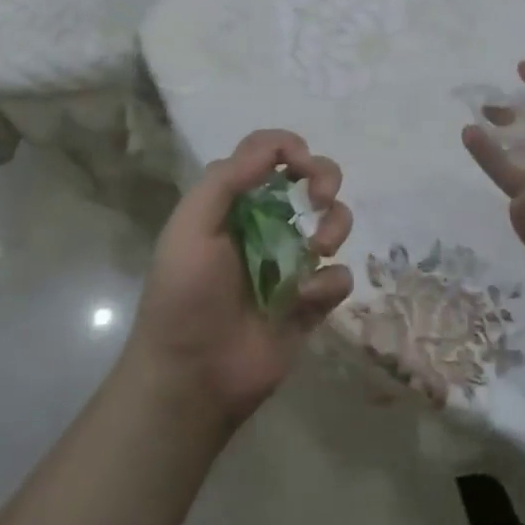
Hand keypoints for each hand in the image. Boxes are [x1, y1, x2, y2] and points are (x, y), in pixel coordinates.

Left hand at [125, 130, 353, 429]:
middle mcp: (266, 225)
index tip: (301, 165)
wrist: (192, 378)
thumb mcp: (191, 227)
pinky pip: (339, 276)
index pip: (269, 154)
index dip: (291, 148)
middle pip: (310, 179)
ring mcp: (291, 263)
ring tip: (320, 249)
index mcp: (234, 203)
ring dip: (335, 226)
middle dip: (325, 177)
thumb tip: (277, 146)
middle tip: (321, 198)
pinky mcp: (311, 301)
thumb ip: (228, 179)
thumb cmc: (185, 296)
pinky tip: (305, 300)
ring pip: (334, 222)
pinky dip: (329, 282)